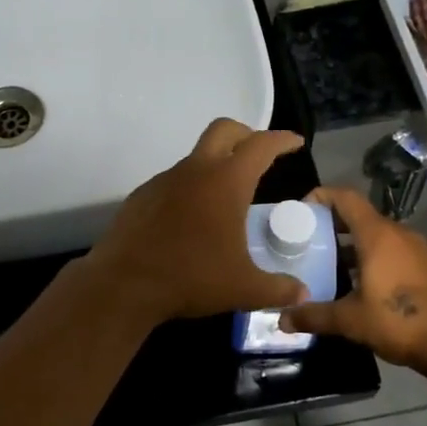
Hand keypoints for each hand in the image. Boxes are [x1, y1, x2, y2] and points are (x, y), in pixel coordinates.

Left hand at [86, 119, 309, 322]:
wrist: (124, 284)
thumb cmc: (191, 278)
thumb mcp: (243, 288)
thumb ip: (278, 288)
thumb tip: (302, 295)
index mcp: (226, 182)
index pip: (261, 146)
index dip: (281, 140)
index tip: (295, 143)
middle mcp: (195, 171)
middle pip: (224, 131)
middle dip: (246, 135)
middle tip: (260, 156)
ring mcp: (164, 180)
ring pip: (196, 157)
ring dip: (215, 166)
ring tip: (227, 199)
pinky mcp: (142, 196)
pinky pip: (174, 182)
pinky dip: (190, 189)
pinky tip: (192, 220)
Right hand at [280, 186, 426, 370]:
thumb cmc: (399, 321)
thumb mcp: (350, 320)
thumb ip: (314, 316)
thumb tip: (281, 320)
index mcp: (377, 235)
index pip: (345, 198)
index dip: (321, 196)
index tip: (301, 211)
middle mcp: (397, 233)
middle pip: (359, 216)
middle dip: (331, 225)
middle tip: (306, 242)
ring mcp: (416, 249)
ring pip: (376, 235)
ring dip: (351, 244)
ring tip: (327, 264)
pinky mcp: (426, 266)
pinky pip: (392, 251)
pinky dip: (371, 257)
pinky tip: (358, 283)